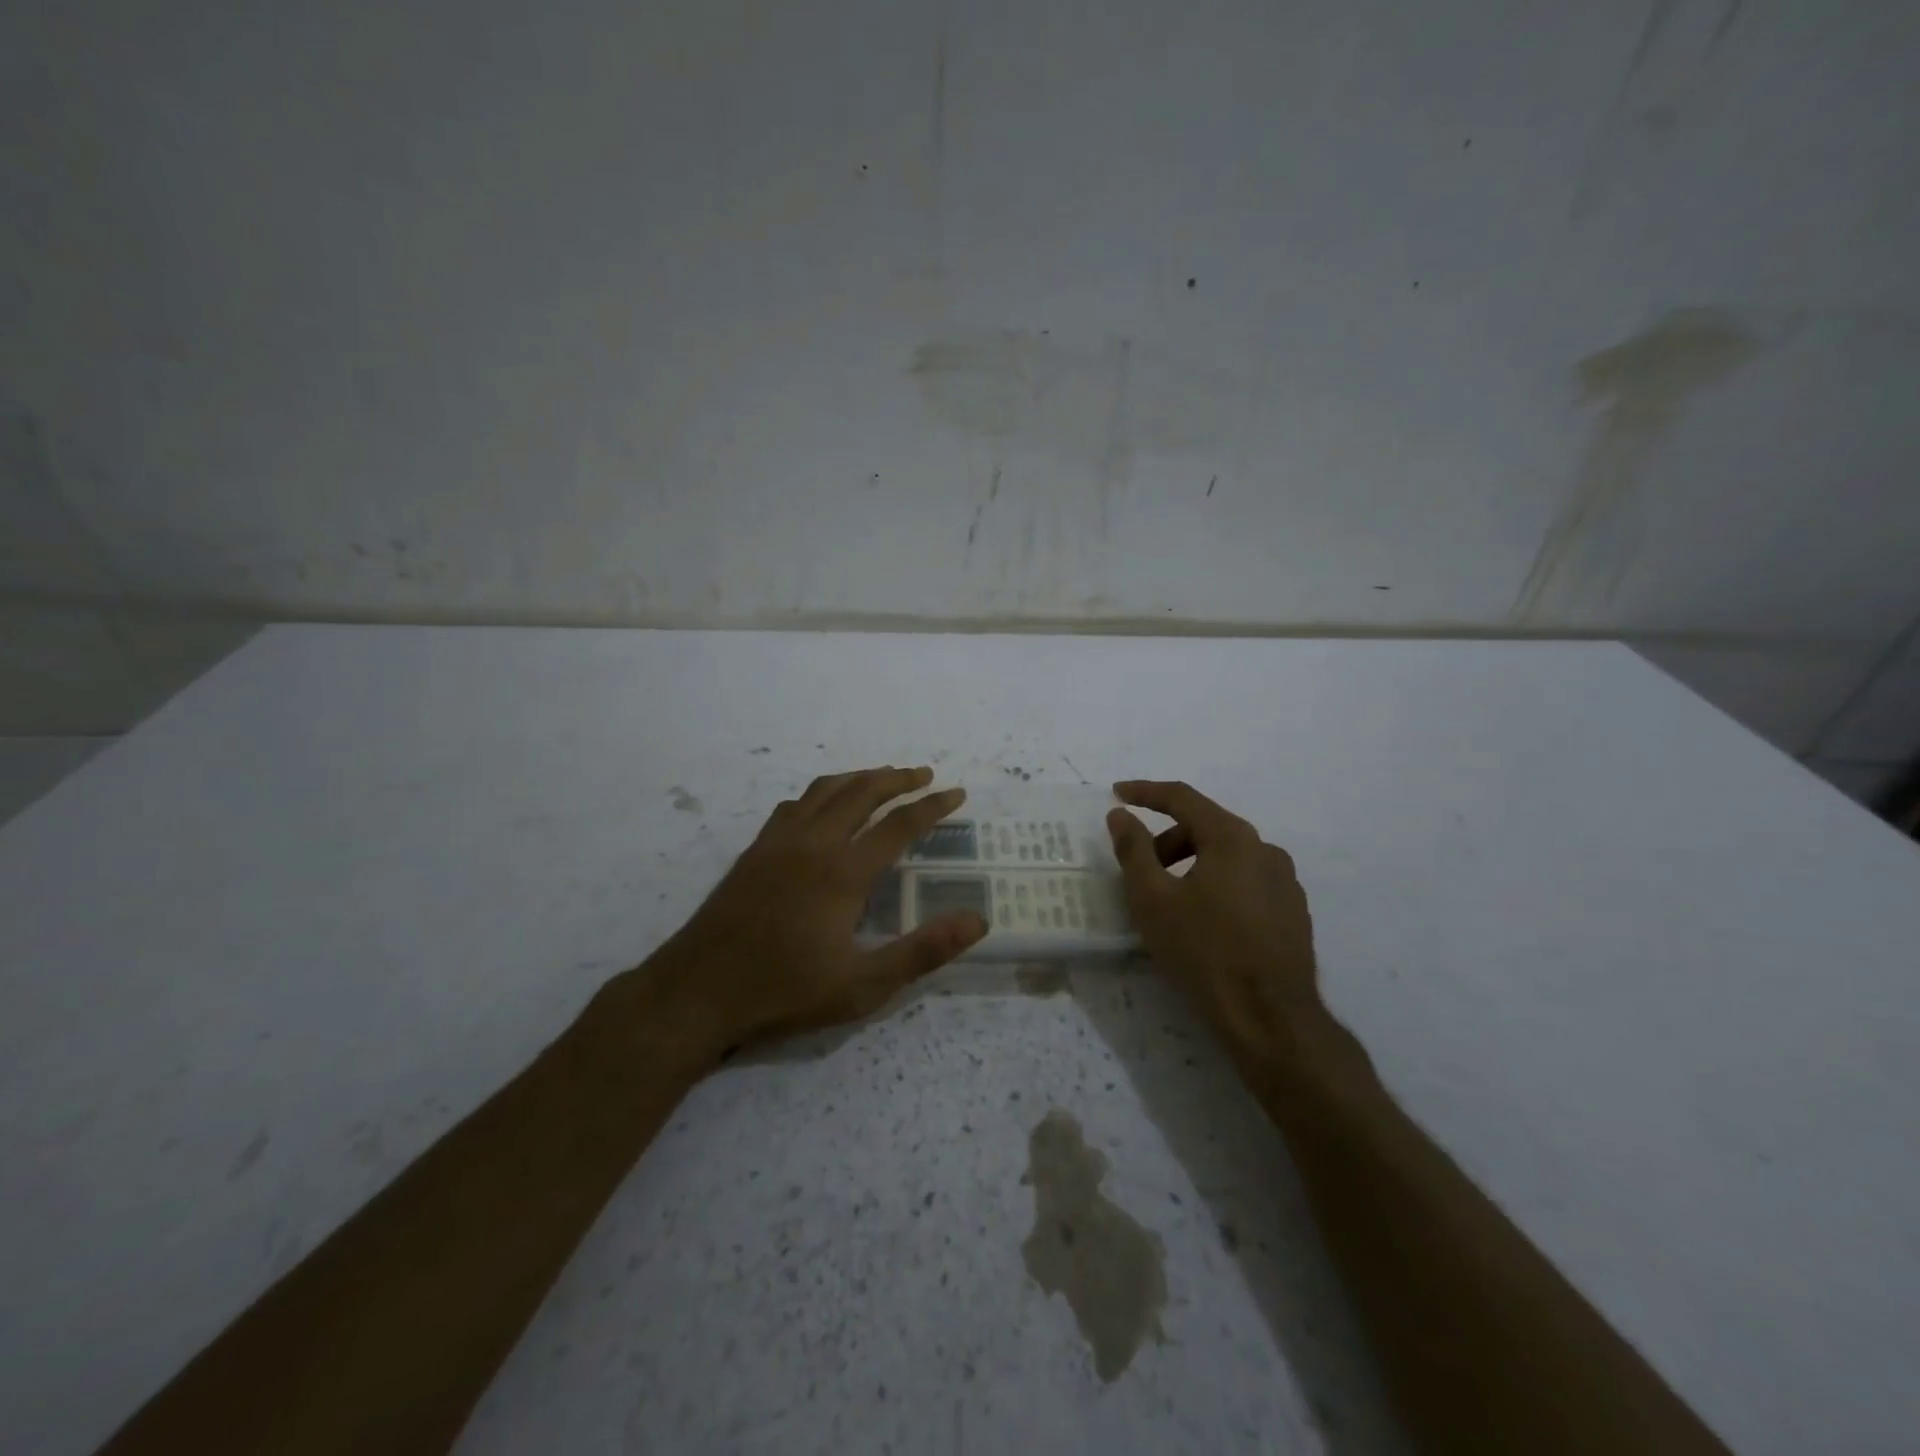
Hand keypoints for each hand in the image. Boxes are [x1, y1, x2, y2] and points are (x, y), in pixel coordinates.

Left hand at [649, 766, 986, 1053]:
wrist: (698, 991)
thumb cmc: (784, 992)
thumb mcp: (863, 986)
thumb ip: (922, 952)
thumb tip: (977, 921)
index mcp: (843, 872)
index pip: (899, 824)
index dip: (932, 807)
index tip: (957, 793)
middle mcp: (813, 844)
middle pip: (862, 792)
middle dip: (898, 779)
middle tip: (925, 775)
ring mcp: (779, 842)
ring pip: (825, 790)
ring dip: (859, 777)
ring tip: (882, 778)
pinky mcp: (755, 850)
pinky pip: (794, 804)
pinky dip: (821, 793)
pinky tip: (823, 807)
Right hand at [1106, 780, 1321, 1062]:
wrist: (1270, 1018)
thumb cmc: (1203, 951)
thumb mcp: (1152, 899)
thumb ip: (1133, 850)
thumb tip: (1120, 815)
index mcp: (1233, 838)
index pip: (1183, 798)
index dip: (1145, 792)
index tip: (1117, 794)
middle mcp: (1266, 850)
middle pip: (1206, 828)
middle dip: (1167, 842)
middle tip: (1141, 873)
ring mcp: (1286, 883)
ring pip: (1228, 857)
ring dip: (1192, 866)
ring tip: (1171, 904)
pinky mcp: (1293, 913)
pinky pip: (1246, 883)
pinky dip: (1218, 887)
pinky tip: (1205, 925)